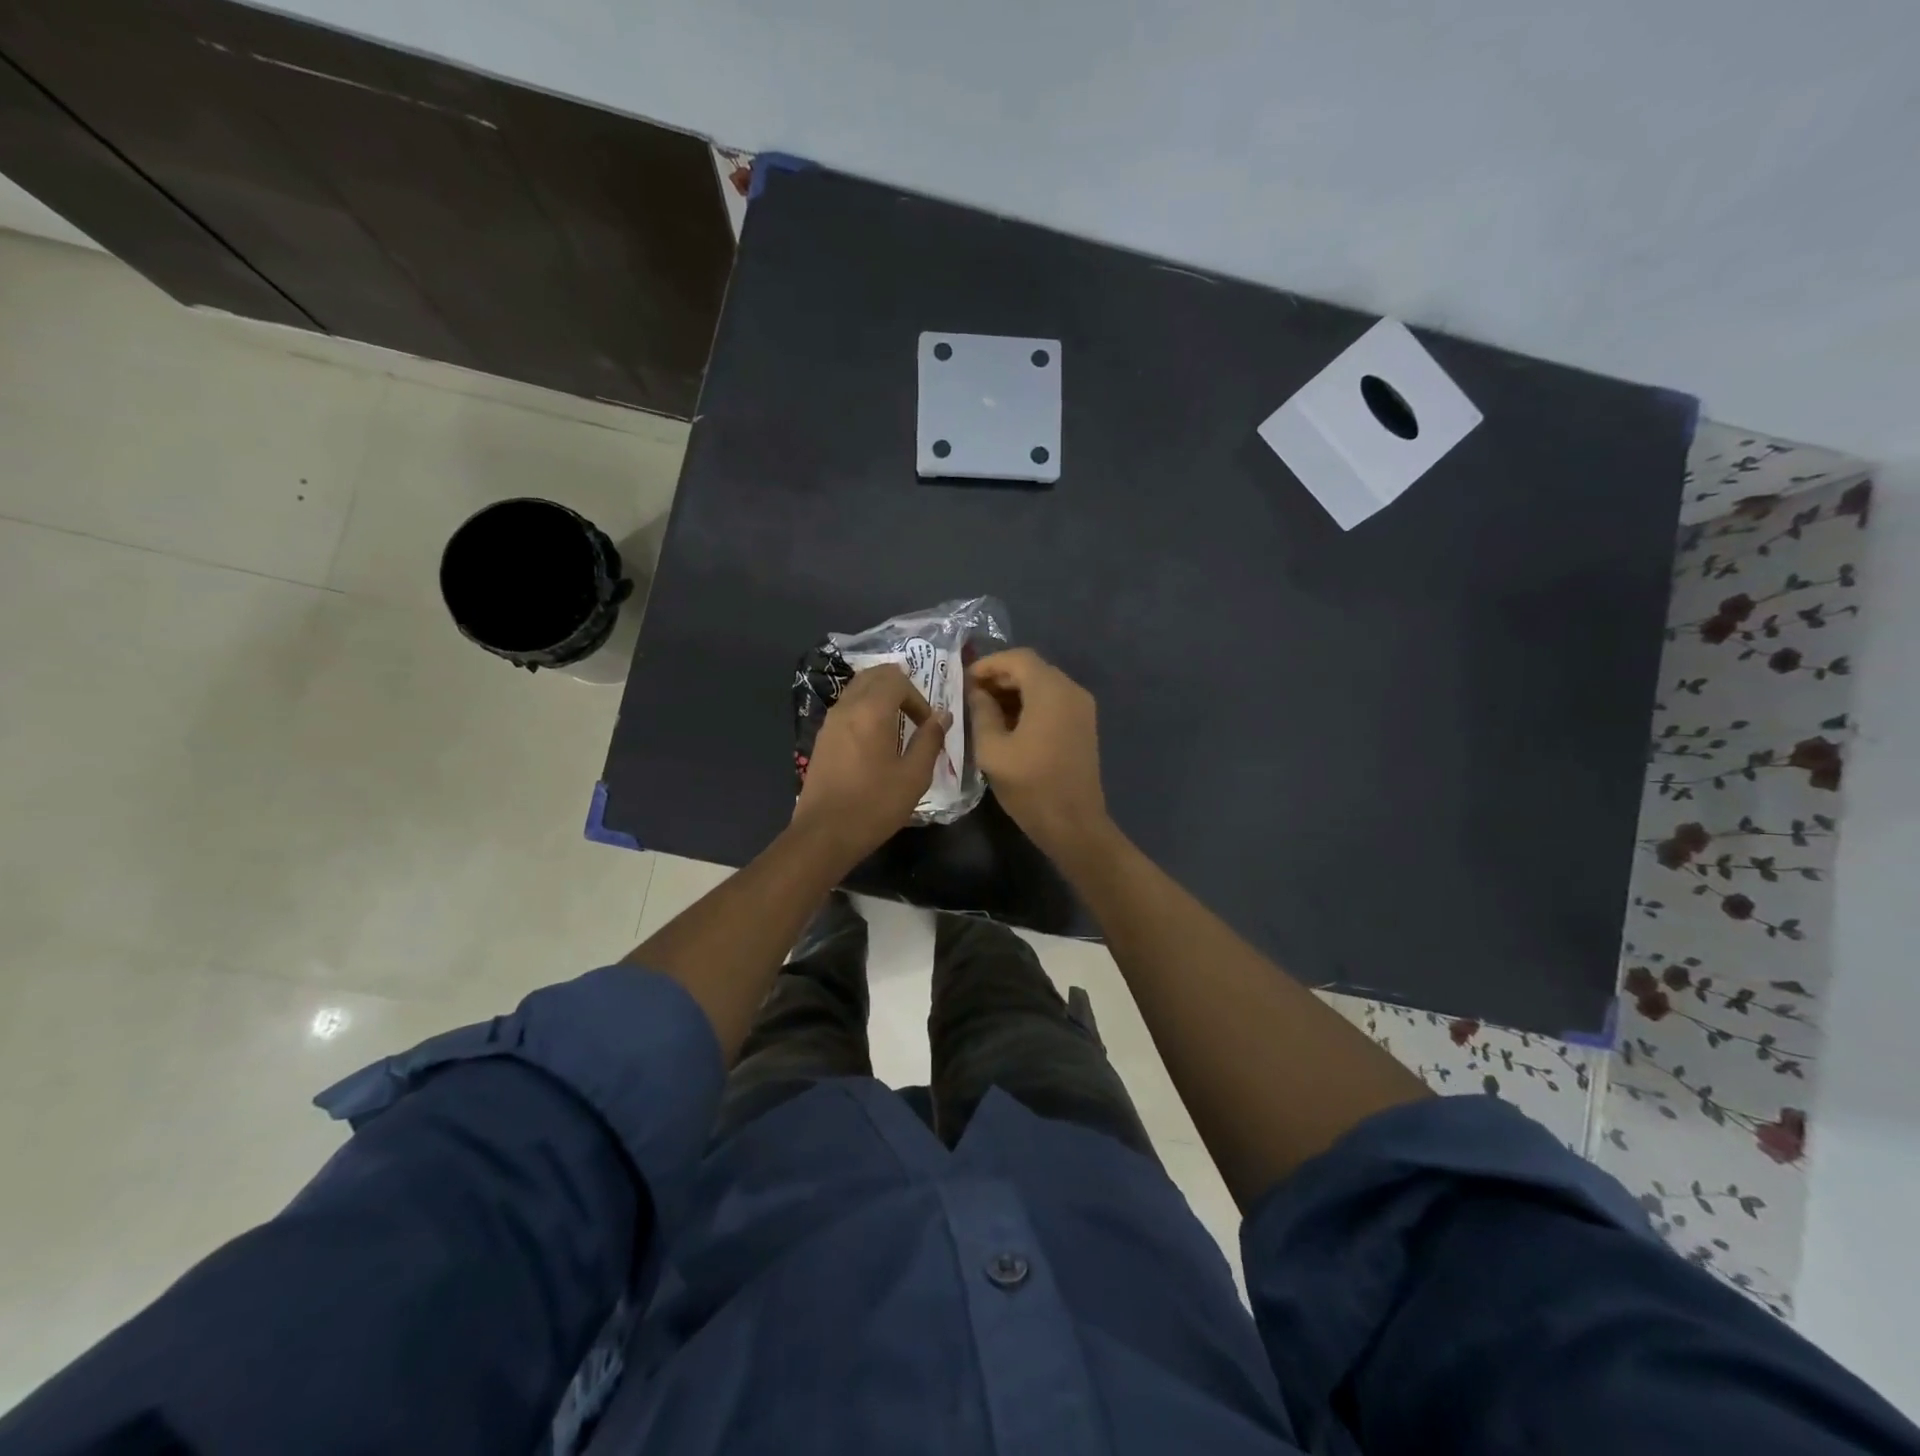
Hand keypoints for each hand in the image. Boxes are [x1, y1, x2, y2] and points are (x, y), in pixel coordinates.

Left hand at [793, 664, 950, 862]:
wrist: (824, 834)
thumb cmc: (875, 805)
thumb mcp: (914, 776)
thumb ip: (930, 740)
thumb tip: (943, 715)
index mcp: (871, 711)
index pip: (897, 679)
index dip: (918, 696)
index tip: (927, 725)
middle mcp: (847, 707)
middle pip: (873, 675)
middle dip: (899, 687)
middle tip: (915, 714)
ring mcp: (830, 722)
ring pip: (857, 689)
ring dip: (880, 697)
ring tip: (897, 726)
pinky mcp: (822, 738)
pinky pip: (846, 708)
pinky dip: (864, 710)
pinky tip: (875, 740)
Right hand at [967, 648, 1111, 860]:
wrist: (1074, 824)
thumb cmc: (1030, 786)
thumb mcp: (993, 749)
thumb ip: (981, 713)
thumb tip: (977, 693)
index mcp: (1050, 691)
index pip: (1018, 658)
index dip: (989, 664)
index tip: (964, 679)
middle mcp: (1071, 691)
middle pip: (1033, 669)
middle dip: (1000, 677)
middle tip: (971, 695)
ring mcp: (1082, 709)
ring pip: (1044, 685)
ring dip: (1014, 692)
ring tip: (985, 711)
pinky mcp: (1084, 726)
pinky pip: (1054, 702)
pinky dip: (1031, 704)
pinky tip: (1009, 725)